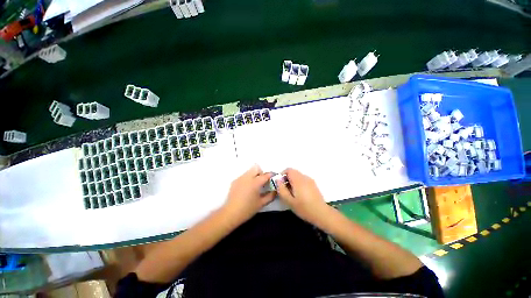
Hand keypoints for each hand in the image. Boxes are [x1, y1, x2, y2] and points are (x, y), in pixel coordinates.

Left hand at [223, 165, 275, 221]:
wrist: (231, 213)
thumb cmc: (248, 209)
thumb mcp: (261, 203)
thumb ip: (270, 196)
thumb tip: (275, 191)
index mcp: (255, 182)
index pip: (266, 175)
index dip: (271, 175)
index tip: (273, 178)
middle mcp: (247, 177)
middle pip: (256, 168)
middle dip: (261, 172)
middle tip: (262, 181)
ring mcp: (240, 178)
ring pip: (249, 171)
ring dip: (254, 175)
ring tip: (254, 185)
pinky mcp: (235, 181)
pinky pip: (244, 176)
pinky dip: (247, 179)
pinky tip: (246, 188)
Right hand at [276, 168, 330, 224]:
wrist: (321, 213)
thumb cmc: (304, 208)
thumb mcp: (289, 200)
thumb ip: (281, 189)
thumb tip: (278, 180)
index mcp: (298, 180)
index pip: (289, 170)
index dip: (282, 175)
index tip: (280, 184)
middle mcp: (304, 177)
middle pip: (293, 172)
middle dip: (287, 178)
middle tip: (285, 190)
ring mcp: (310, 180)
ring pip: (298, 176)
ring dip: (292, 181)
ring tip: (292, 193)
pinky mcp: (313, 184)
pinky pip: (303, 180)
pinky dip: (298, 183)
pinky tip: (300, 194)